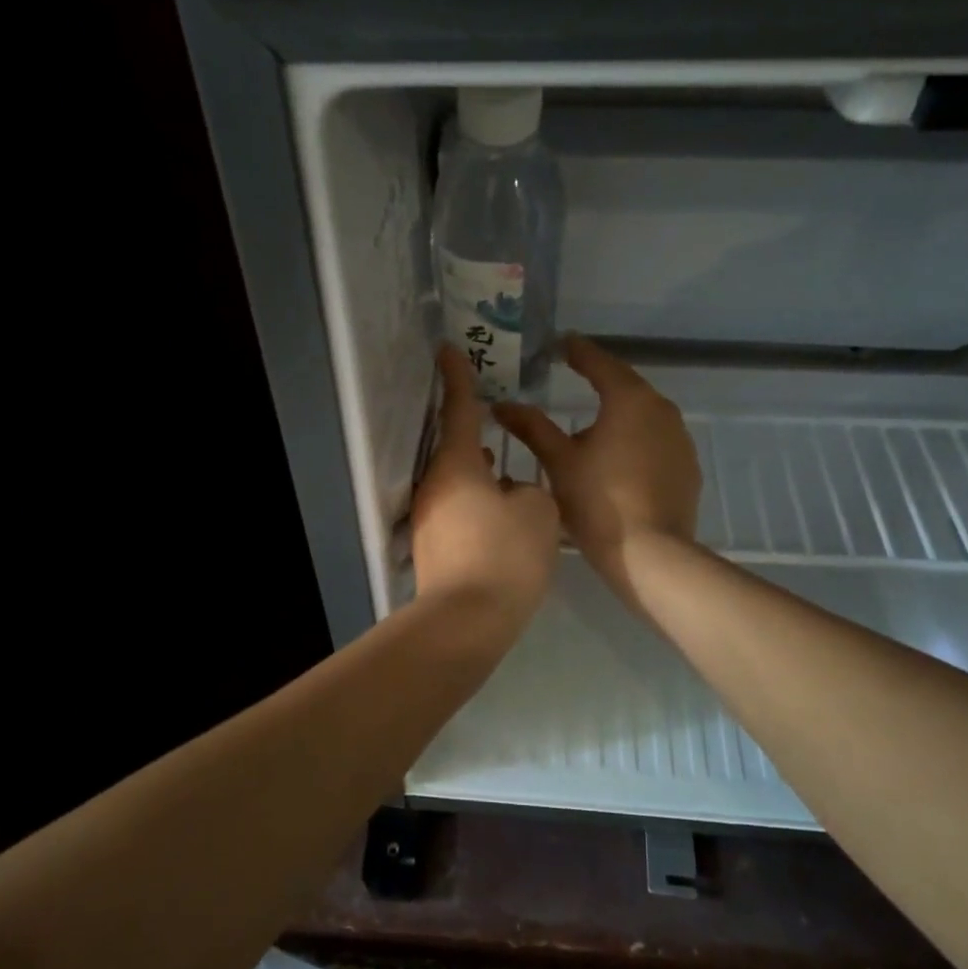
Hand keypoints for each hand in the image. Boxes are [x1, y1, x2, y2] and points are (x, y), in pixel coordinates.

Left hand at [412, 346, 560, 623]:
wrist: (467, 620)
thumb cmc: (506, 555)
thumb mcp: (538, 510)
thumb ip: (529, 487)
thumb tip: (511, 492)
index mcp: (457, 465)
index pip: (459, 409)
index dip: (457, 376)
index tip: (447, 349)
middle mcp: (435, 486)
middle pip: (456, 448)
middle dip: (477, 435)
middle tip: (497, 422)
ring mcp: (429, 519)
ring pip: (459, 482)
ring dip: (481, 474)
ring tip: (507, 471)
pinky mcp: (433, 547)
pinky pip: (459, 510)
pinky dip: (478, 504)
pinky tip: (501, 517)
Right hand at [493, 335, 699, 611]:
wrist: (651, 555)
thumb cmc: (599, 502)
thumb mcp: (558, 462)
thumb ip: (531, 428)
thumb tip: (502, 405)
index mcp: (630, 400)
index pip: (600, 363)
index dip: (578, 352)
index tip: (563, 344)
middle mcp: (662, 410)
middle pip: (626, 388)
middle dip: (600, 383)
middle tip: (575, 379)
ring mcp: (680, 441)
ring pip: (643, 418)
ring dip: (618, 417)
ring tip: (592, 427)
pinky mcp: (687, 469)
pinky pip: (656, 444)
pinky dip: (634, 443)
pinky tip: (617, 463)